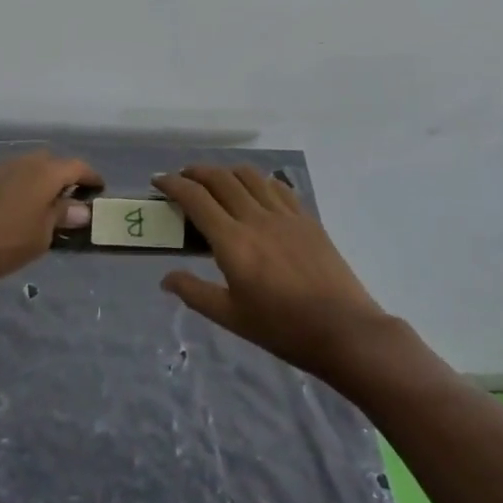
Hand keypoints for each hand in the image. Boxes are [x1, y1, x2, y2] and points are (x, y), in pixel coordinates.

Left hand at [0, 152, 101, 287]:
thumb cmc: (2, 241)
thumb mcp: (41, 236)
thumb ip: (61, 217)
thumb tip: (81, 208)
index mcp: (45, 173)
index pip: (77, 167)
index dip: (91, 177)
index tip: (100, 189)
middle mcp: (24, 163)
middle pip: (52, 163)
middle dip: (66, 178)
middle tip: (74, 200)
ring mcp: (0, 170)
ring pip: (30, 169)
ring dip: (43, 183)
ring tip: (48, 208)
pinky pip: (14, 178)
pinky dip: (24, 189)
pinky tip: (21, 210)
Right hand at [154, 165, 391, 380]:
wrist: (344, 331)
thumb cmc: (283, 329)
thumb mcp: (232, 317)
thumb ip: (195, 293)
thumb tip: (165, 278)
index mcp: (233, 242)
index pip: (196, 198)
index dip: (173, 184)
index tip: (158, 181)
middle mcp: (256, 218)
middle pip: (220, 178)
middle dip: (196, 172)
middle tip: (182, 178)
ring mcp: (285, 215)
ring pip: (250, 176)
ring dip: (226, 171)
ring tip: (216, 181)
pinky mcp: (307, 219)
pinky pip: (277, 187)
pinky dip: (258, 181)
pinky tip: (255, 191)